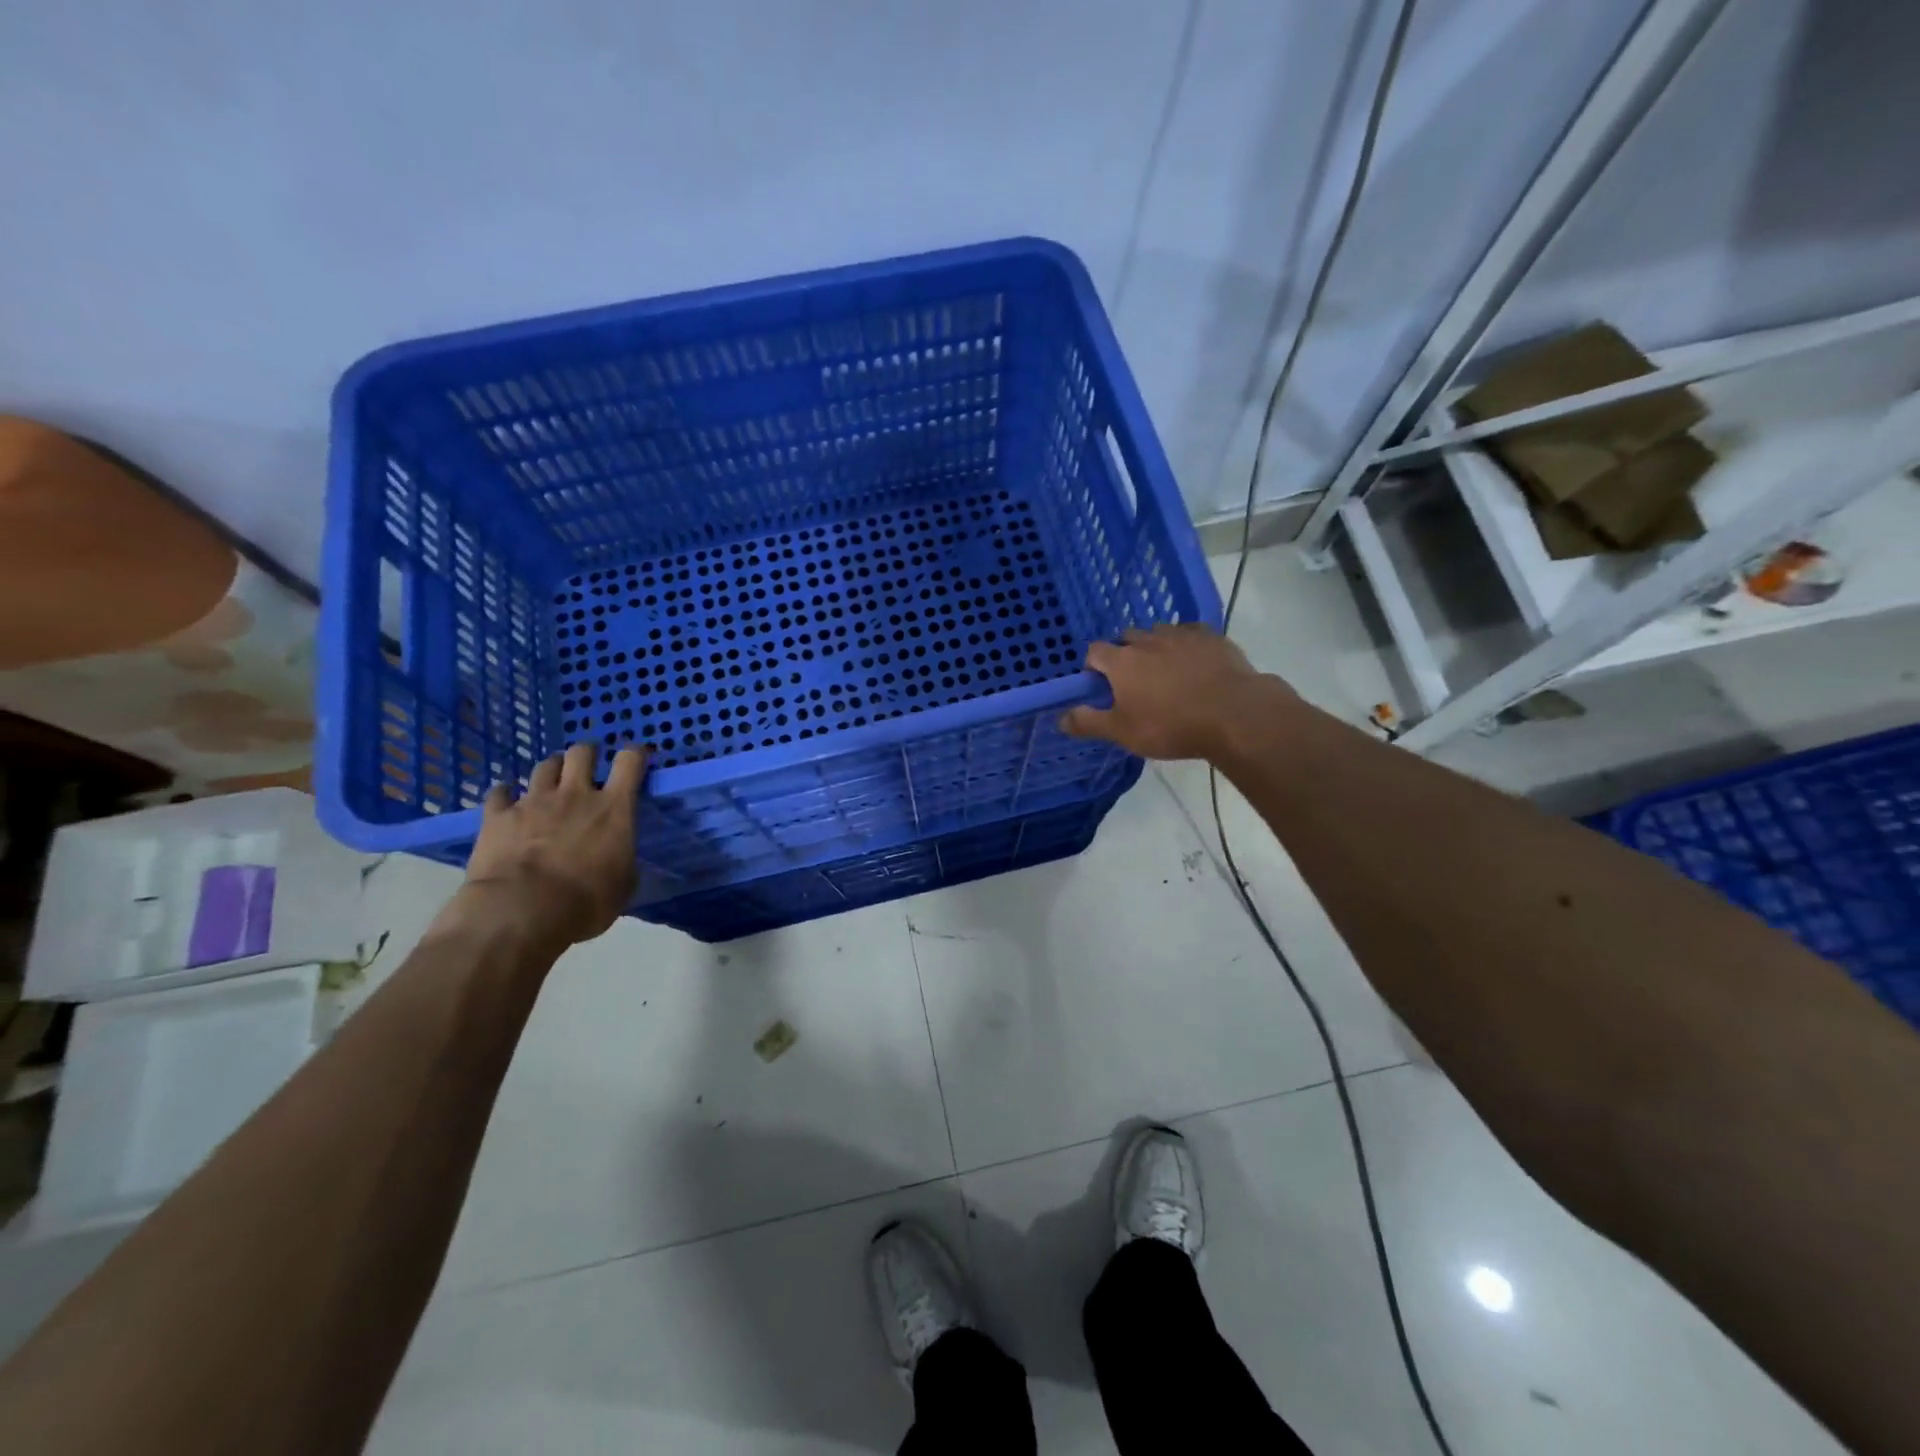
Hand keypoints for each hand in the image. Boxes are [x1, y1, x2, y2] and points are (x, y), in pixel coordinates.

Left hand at [461, 742, 649, 945]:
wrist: (521, 911)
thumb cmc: (585, 902)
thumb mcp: (623, 884)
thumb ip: (622, 857)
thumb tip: (618, 853)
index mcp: (614, 809)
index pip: (629, 762)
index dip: (634, 754)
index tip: (634, 760)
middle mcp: (576, 794)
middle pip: (582, 753)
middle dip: (587, 755)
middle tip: (587, 769)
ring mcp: (534, 801)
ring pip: (544, 766)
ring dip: (551, 772)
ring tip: (550, 785)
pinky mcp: (497, 815)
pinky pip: (500, 793)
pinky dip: (506, 795)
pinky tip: (507, 802)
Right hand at [1060, 623, 1288, 761]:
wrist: (1233, 714)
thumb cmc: (1170, 726)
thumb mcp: (1123, 732)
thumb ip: (1088, 722)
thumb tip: (1060, 718)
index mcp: (1121, 661)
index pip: (1094, 652)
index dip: (1093, 667)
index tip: (1099, 685)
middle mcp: (1148, 640)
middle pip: (1126, 638)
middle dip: (1124, 654)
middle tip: (1133, 682)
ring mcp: (1182, 635)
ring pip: (1159, 633)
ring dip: (1155, 647)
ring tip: (1165, 672)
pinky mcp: (1212, 637)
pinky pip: (1191, 634)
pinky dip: (1186, 645)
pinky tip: (1194, 663)